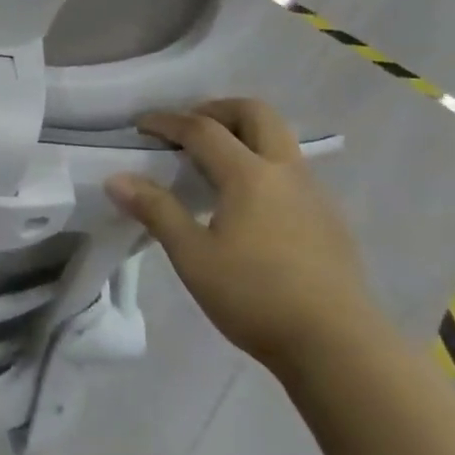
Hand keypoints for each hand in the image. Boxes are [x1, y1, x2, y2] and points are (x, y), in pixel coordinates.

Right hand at [106, 99, 381, 372]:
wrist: (337, 345)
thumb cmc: (255, 297)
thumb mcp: (193, 256)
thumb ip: (156, 211)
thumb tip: (117, 178)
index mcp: (249, 175)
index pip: (202, 130)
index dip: (168, 121)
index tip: (141, 124)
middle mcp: (286, 171)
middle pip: (255, 113)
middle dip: (216, 109)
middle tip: (187, 127)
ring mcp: (315, 193)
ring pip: (279, 139)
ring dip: (243, 134)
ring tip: (213, 163)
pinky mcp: (329, 218)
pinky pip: (291, 169)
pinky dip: (262, 163)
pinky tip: (247, 203)